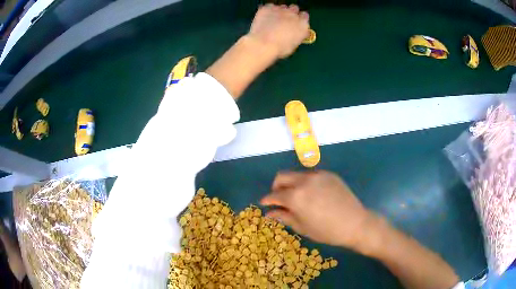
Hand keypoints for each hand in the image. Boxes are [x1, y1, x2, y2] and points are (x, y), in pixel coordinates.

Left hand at [248, 4, 309, 58]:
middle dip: (291, 12)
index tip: (296, 23)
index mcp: (302, 24)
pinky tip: (265, 17)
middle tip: (285, 20)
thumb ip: (298, 35)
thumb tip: (298, 33)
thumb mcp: (294, 44)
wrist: (263, 44)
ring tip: (273, 19)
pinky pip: (270, 6)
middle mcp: (293, 14)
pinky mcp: (268, 8)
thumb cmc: (280, 49)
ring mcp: (280, 9)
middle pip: (294, 8)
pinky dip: (268, 10)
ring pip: (282, 6)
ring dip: (280, 11)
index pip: (305, 16)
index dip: (300, 19)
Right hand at [261, 170, 379, 250]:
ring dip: (291, 184)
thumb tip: (268, 213)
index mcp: (295, 196)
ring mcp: (318, 175)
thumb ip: (284, 216)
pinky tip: (313, 195)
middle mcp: (304, 181)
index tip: (264, 204)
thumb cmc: (326, 231)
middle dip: (276, 187)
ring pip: (296, 175)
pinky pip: (311, 175)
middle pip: (281, 177)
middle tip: (279, 199)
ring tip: (298, 198)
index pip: (274, 195)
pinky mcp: (329, 174)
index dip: (267, 200)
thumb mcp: (302, 227)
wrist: (355, 223)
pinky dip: (306, 183)